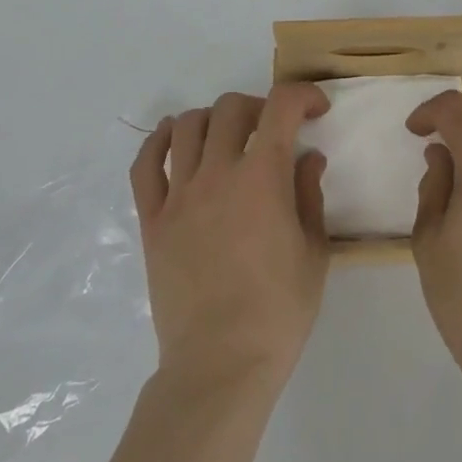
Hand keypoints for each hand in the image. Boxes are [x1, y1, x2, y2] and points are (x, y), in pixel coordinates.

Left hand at [129, 85, 331, 390]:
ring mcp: (179, 196)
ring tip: (226, 137)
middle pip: (231, 108)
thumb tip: (307, 158)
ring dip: (212, 119)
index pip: (281, 107)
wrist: (220, 366)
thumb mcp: (314, 252)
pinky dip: (158, 141)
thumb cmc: (278, 312)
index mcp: (262, 178)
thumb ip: (309, 195)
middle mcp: (218, 174)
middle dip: (259, 107)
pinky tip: (171, 139)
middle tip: (272, 130)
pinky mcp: (152, 221)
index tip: (315, 111)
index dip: (303, 96)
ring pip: (186, 126)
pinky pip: (145, 166)